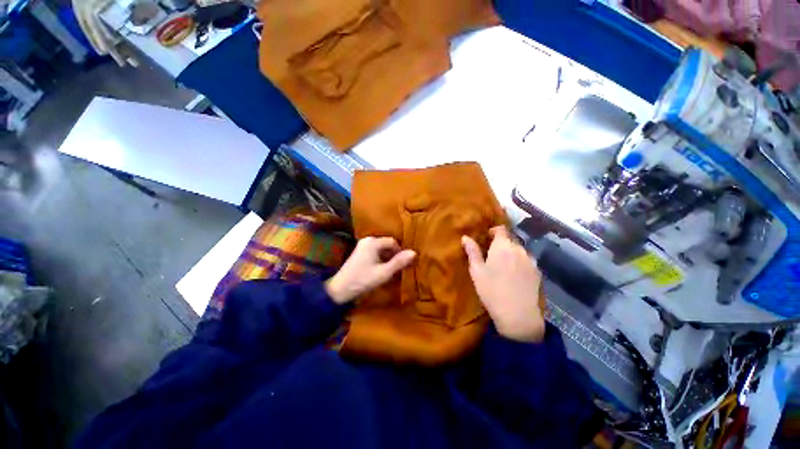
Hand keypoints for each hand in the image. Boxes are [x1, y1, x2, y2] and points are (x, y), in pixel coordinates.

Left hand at [325, 237, 415, 303]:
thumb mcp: (384, 273)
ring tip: (391, 270)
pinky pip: (375, 252)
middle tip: (399, 268)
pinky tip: (381, 269)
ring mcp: (362, 246)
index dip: (400, 252)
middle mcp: (367, 240)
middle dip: (394, 255)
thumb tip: (414, 252)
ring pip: (381, 249)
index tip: (404, 264)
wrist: (340, 289)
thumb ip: (399, 262)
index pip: (393, 242)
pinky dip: (381, 259)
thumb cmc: (363, 280)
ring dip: (388, 258)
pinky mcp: (359, 252)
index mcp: (373, 242)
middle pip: (387, 244)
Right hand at [462, 227, 545, 342]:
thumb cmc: (492, 291)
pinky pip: (527, 261)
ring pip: (519, 251)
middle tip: (492, 255)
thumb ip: (472, 252)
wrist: (518, 315)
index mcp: (503, 247)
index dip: (494, 231)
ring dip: (511, 253)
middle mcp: (519, 249)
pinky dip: (520, 263)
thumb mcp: (477, 271)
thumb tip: (465, 237)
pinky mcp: (538, 272)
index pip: (501, 229)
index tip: (487, 238)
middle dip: (501, 244)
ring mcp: (531, 261)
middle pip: (510, 240)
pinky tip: (515, 276)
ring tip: (504, 266)